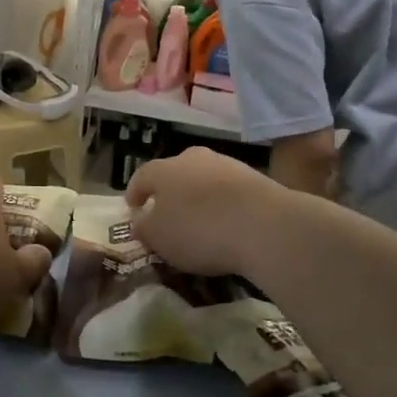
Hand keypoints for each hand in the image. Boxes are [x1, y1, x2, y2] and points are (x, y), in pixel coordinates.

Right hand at [125, 148, 293, 275]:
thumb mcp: (160, 237)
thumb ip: (145, 228)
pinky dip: (223, 203)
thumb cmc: (199, 230)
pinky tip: (226, 221)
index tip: (133, 207)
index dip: (135, 193)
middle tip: (167, 212)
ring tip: (200, 219)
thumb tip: (140, 221)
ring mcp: (226, 164)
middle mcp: (192, 158)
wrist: (263, 224)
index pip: (142, 177)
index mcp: (163, 169)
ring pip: (203, 179)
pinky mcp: (254, 177)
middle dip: (169, 191)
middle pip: (174, 173)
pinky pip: (228, 190)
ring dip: (198, 195)